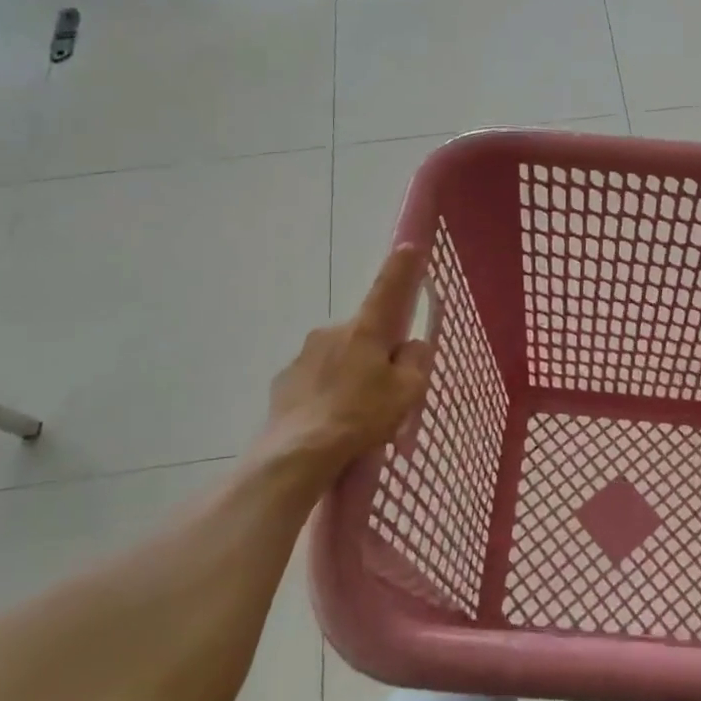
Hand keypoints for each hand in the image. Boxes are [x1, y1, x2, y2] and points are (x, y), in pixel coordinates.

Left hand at [244, 246, 434, 493]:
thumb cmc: (362, 416)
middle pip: (365, 333)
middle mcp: (331, 332)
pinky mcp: (284, 382)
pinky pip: (316, 380)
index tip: (409, 246)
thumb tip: (410, 346)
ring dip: (351, 374)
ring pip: (339, 357)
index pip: (389, 289)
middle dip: (376, 352)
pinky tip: (332, 422)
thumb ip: (416, 361)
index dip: (402, 268)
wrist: (298, 455)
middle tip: (387, 389)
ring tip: (357, 415)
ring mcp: (303, 356)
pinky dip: (327, 393)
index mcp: (365, 329)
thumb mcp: (408, 391)